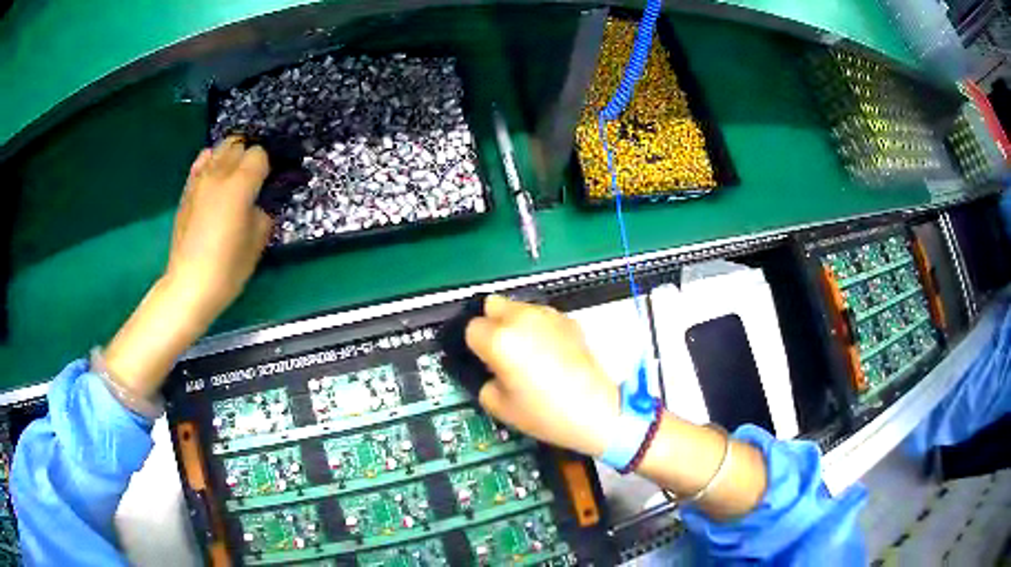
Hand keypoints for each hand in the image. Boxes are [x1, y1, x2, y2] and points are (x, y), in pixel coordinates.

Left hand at [165, 136, 273, 320]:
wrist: (189, 285)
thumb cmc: (227, 268)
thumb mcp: (257, 242)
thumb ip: (263, 212)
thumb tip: (260, 201)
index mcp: (239, 186)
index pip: (259, 154)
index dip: (267, 166)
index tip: (269, 183)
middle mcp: (218, 174)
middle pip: (239, 145)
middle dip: (249, 156)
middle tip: (254, 179)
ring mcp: (199, 181)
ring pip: (219, 149)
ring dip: (231, 156)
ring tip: (235, 175)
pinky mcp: (186, 191)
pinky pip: (201, 163)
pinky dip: (211, 162)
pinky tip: (215, 175)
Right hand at [465, 295, 618, 456]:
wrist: (596, 410)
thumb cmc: (544, 413)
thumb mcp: (498, 406)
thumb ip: (483, 380)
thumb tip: (488, 369)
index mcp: (500, 339)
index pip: (471, 328)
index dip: (475, 347)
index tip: (484, 362)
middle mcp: (521, 318)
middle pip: (492, 304)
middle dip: (491, 324)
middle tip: (501, 351)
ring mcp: (548, 315)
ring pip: (518, 306)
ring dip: (515, 323)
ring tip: (527, 352)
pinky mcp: (569, 320)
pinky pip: (542, 316)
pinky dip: (538, 327)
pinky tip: (549, 353)